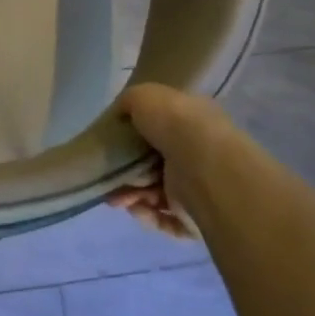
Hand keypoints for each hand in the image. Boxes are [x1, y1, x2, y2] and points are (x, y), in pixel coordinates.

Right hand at [106, 83, 230, 240]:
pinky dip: (147, 215)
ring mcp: (199, 188)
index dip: (135, 137)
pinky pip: (165, 219)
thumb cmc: (176, 125)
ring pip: (156, 194)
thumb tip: (123, 114)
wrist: (205, 166)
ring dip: (132, 196)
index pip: (163, 130)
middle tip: (109, 178)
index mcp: (193, 123)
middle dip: (127, 173)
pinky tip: (136, 209)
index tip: (114, 145)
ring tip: (117, 199)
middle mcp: (198, 154)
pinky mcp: (196, 218)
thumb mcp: (145, 96)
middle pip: (154, 165)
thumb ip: (130, 101)